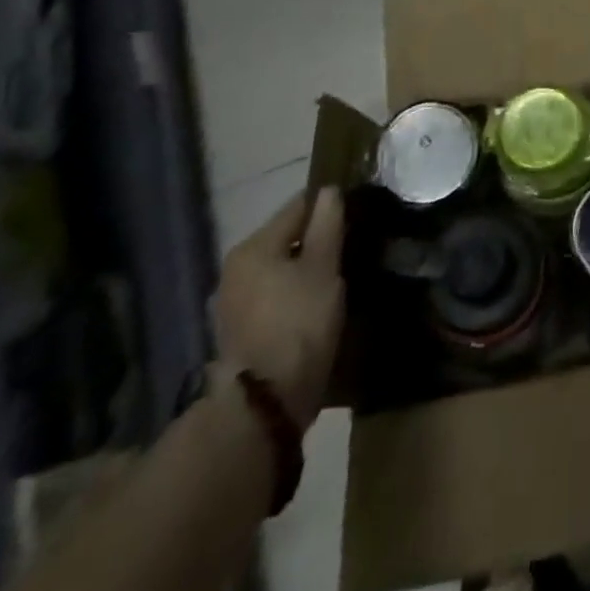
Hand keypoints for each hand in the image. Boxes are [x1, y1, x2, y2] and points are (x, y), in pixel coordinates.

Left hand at [213, 188, 345, 430]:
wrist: (267, 400)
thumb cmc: (299, 321)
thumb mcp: (324, 267)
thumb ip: (327, 223)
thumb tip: (329, 190)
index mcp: (253, 246)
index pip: (297, 206)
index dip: (329, 204)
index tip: (356, 211)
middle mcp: (235, 268)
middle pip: (285, 238)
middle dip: (316, 238)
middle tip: (351, 245)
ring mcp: (233, 301)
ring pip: (279, 267)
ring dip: (305, 267)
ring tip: (337, 274)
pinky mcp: (239, 330)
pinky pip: (273, 294)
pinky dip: (294, 291)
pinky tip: (316, 302)